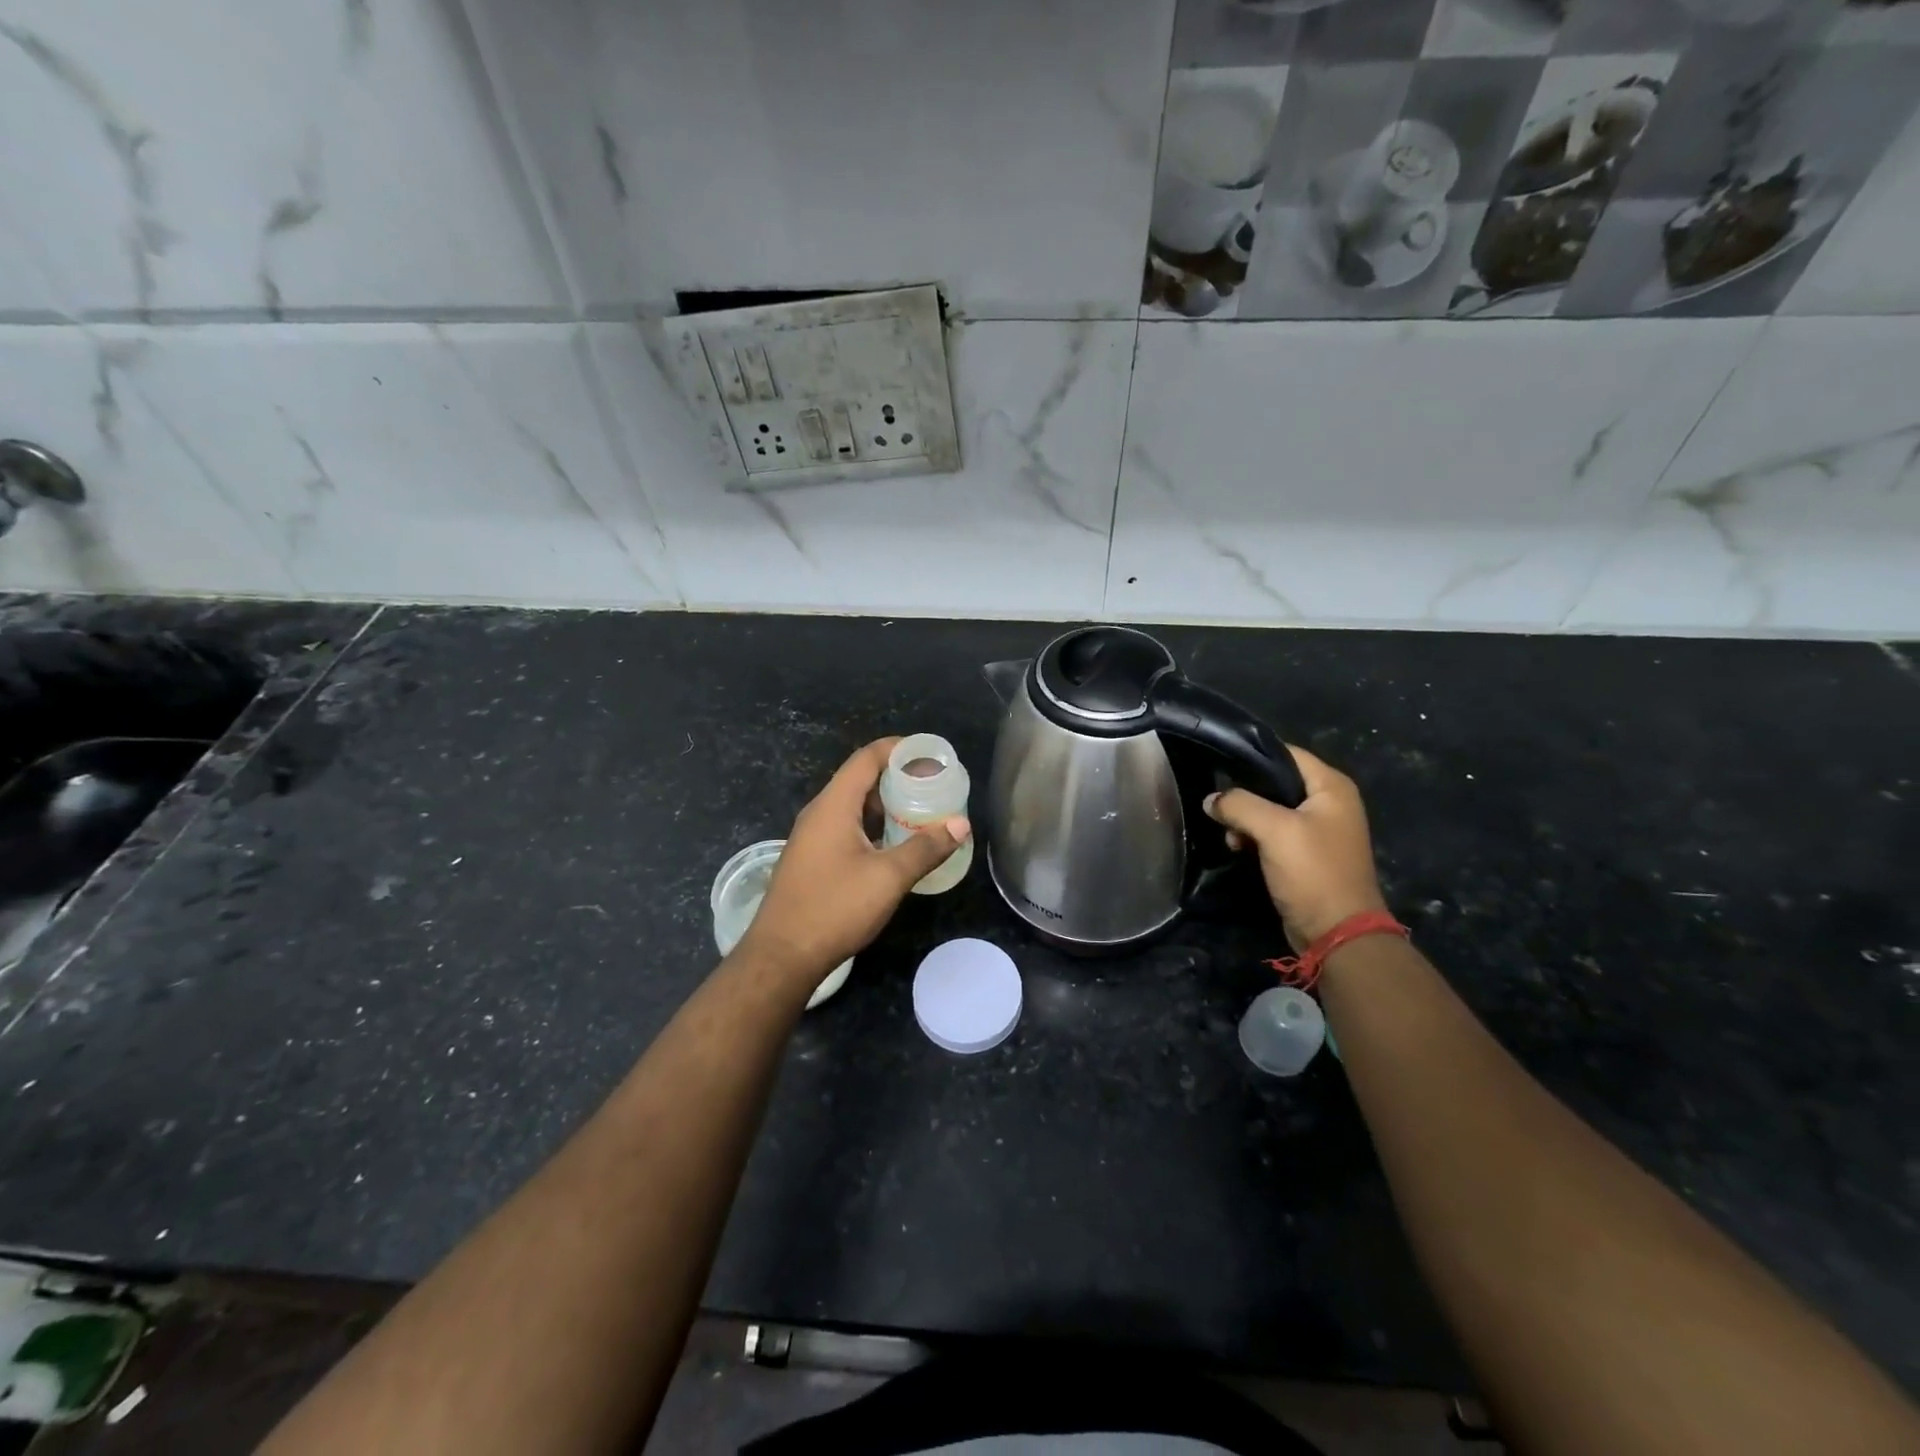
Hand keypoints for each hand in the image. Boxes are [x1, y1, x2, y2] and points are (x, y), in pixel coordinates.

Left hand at [737, 738, 969, 981]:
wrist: (781, 956)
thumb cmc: (835, 908)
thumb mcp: (888, 878)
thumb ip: (925, 848)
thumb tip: (960, 824)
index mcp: (834, 805)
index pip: (867, 758)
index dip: (899, 749)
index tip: (931, 756)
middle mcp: (819, 813)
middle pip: (861, 779)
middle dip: (898, 778)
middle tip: (934, 786)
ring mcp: (812, 837)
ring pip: (853, 806)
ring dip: (886, 805)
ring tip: (921, 812)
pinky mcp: (812, 859)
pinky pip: (846, 828)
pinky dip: (873, 826)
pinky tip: (894, 845)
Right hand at [1204, 745, 1385, 948]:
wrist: (1337, 933)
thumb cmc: (1312, 872)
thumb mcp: (1274, 830)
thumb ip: (1239, 805)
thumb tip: (1211, 800)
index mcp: (1331, 787)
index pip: (1287, 753)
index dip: (1253, 757)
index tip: (1219, 765)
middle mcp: (1330, 803)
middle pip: (1276, 782)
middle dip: (1245, 794)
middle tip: (1220, 807)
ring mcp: (1320, 830)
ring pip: (1271, 810)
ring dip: (1246, 819)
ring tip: (1229, 836)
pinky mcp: (1307, 854)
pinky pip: (1274, 834)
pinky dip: (1254, 837)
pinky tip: (1237, 847)